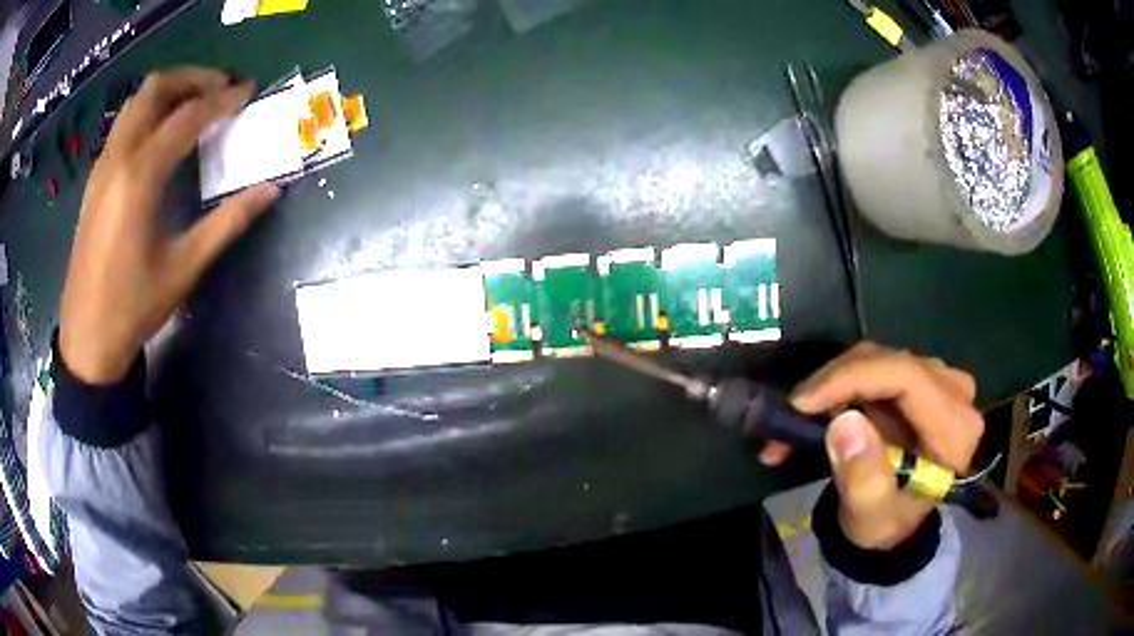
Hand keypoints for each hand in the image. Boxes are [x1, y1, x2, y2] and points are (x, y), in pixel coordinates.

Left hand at [60, 68, 279, 383]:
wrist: (86, 340)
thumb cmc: (132, 308)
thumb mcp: (183, 269)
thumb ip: (226, 222)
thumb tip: (270, 190)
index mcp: (139, 177)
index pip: (187, 116)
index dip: (222, 99)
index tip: (248, 91)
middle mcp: (118, 158)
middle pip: (155, 88)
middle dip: (193, 78)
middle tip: (221, 89)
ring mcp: (102, 166)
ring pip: (136, 101)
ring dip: (169, 91)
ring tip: (195, 105)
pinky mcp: (95, 179)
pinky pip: (124, 124)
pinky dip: (149, 113)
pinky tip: (163, 136)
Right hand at [760, 342, 983, 548]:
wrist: (898, 521)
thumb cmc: (887, 524)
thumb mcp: (871, 516)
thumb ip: (863, 477)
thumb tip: (843, 421)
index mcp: (955, 429)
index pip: (906, 377)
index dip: (852, 378)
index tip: (802, 403)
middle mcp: (955, 392)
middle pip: (889, 363)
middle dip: (832, 385)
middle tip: (788, 418)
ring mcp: (940, 379)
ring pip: (877, 359)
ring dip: (831, 387)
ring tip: (794, 421)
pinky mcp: (921, 376)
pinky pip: (875, 366)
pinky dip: (840, 386)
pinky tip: (816, 411)